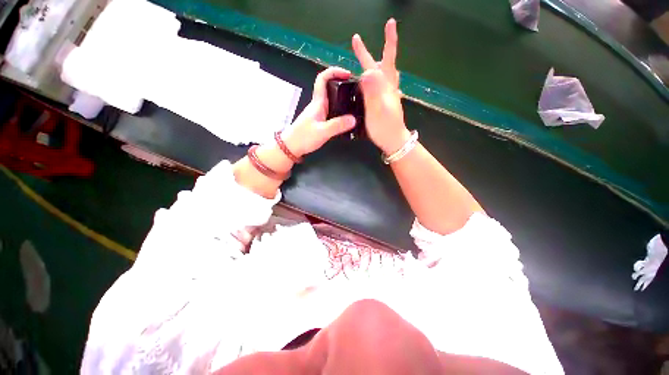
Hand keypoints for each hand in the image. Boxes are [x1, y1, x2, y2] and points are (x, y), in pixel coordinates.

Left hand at [281, 67, 357, 156]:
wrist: (291, 147)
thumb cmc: (304, 137)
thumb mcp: (322, 132)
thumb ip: (338, 125)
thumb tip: (354, 119)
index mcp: (317, 103)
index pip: (322, 79)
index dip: (334, 71)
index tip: (347, 74)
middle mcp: (318, 105)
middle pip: (329, 87)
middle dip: (342, 83)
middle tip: (356, 89)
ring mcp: (318, 113)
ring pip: (331, 100)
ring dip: (342, 97)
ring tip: (355, 102)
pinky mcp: (319, 121)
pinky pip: (331, 110)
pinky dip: (340, 109)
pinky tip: (346, 117)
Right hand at [352, 18, 410, 154]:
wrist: (394, 141)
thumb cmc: (385, 128)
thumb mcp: (376, 111)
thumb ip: (373, 92)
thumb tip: (367, 71)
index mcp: (386, 86)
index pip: (388, 59)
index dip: (389, 41)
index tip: (390, 23)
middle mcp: (388, 88)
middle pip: (381, 65)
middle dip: (368, 52)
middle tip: (356, 40)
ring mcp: (388, 95)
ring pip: (383, 75)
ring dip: (375, 63)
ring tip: (366, 59)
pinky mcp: (386, 102)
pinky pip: (381, 85)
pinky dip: (376, 78)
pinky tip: (373, 81)